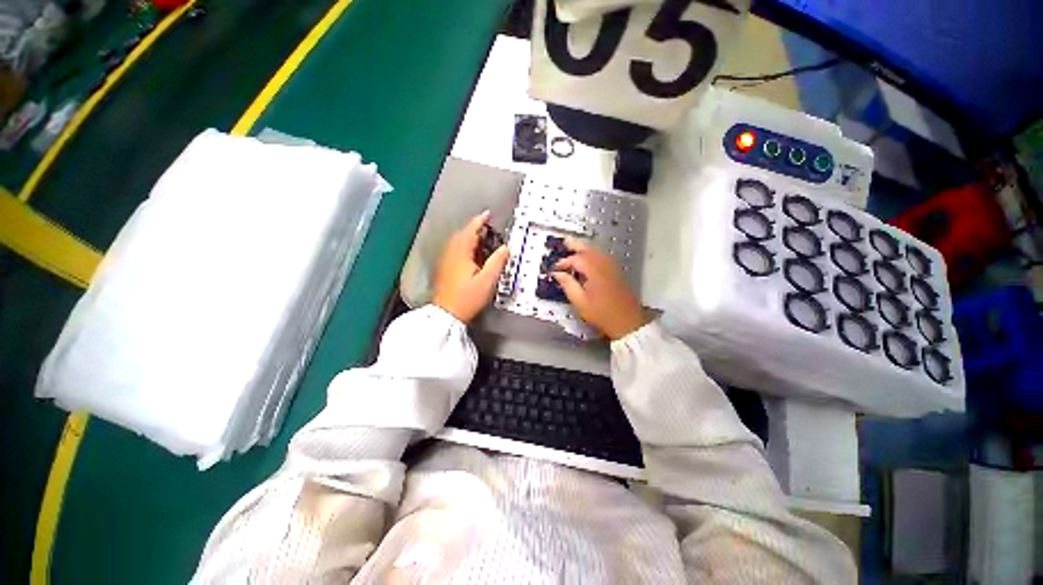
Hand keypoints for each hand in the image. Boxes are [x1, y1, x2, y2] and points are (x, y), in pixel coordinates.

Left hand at [433, 211, 508, 322]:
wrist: (446, 314)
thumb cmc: (467, 298)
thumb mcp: (487, 281)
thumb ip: (497, 262)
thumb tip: (506, 247)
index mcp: (461, 253)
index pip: (470, 231)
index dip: (479, 221)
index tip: (488, 214)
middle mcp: (450, 253)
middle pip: (462, 234)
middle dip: (474, 228)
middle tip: (487, 227)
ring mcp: (445, 260)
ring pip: (456, 241)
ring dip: (468, 236)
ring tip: (481, 238)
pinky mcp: (443, 268)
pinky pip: (454, 249)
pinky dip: (463, 245)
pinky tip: (470, 252)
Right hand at [552, 238, 647, 339]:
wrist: (627, 322)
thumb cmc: (602, 314)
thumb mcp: (580, 302)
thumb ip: (568, 285)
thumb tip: (557, 274)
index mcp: (594, 271)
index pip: (576, 259)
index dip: (563, 262)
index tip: (554, 269)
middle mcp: (604, 265)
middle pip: (589, 249)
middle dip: (576, 245)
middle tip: (565, 242)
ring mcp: (613, 267)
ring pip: (597, 251)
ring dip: (585, 249)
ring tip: (574, 248)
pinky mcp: (617, 272)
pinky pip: (603, 256)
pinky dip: (593, 254)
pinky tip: (588, 260)